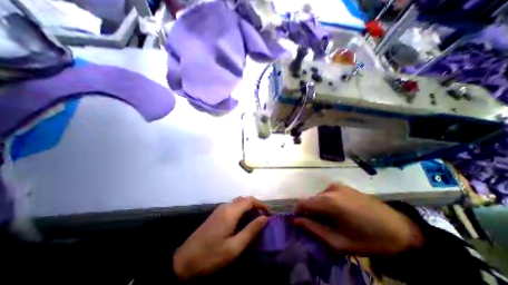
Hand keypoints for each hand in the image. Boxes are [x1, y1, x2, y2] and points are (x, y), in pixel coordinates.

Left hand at [173, 197, 269, 278]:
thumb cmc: (211, 256)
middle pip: (244, 200)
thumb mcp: (234, 247)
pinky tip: (243, 222)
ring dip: (248, 208)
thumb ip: (251, 230)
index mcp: (230, 212)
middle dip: (255, 206)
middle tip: (263, 218)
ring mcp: (220, 209)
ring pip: (238, 203)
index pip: (249, 200)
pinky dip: (241, 211)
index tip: (269, 214)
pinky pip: (233, 207)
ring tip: (255, 220)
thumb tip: (264, 218)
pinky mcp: (216, 214)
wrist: (184, 261)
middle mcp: (225, 206)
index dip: (261, 204)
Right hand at [294, 185, 424, 256]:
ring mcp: (338, 186)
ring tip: (333, 220)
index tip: (303, 223)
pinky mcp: (345, 186)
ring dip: (321, 207)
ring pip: (319, 196)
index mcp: (328, 201)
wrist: (400, 230)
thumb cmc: (368, 239)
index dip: (299, 213)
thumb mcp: (339, 242)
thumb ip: (314, 230)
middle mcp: (330, 189)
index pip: (302, 203)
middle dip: (311, 212)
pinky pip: (328, 194)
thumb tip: (296, 221)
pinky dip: (328, 202)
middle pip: (311, 200)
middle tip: (321, 226)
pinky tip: (340, 212)